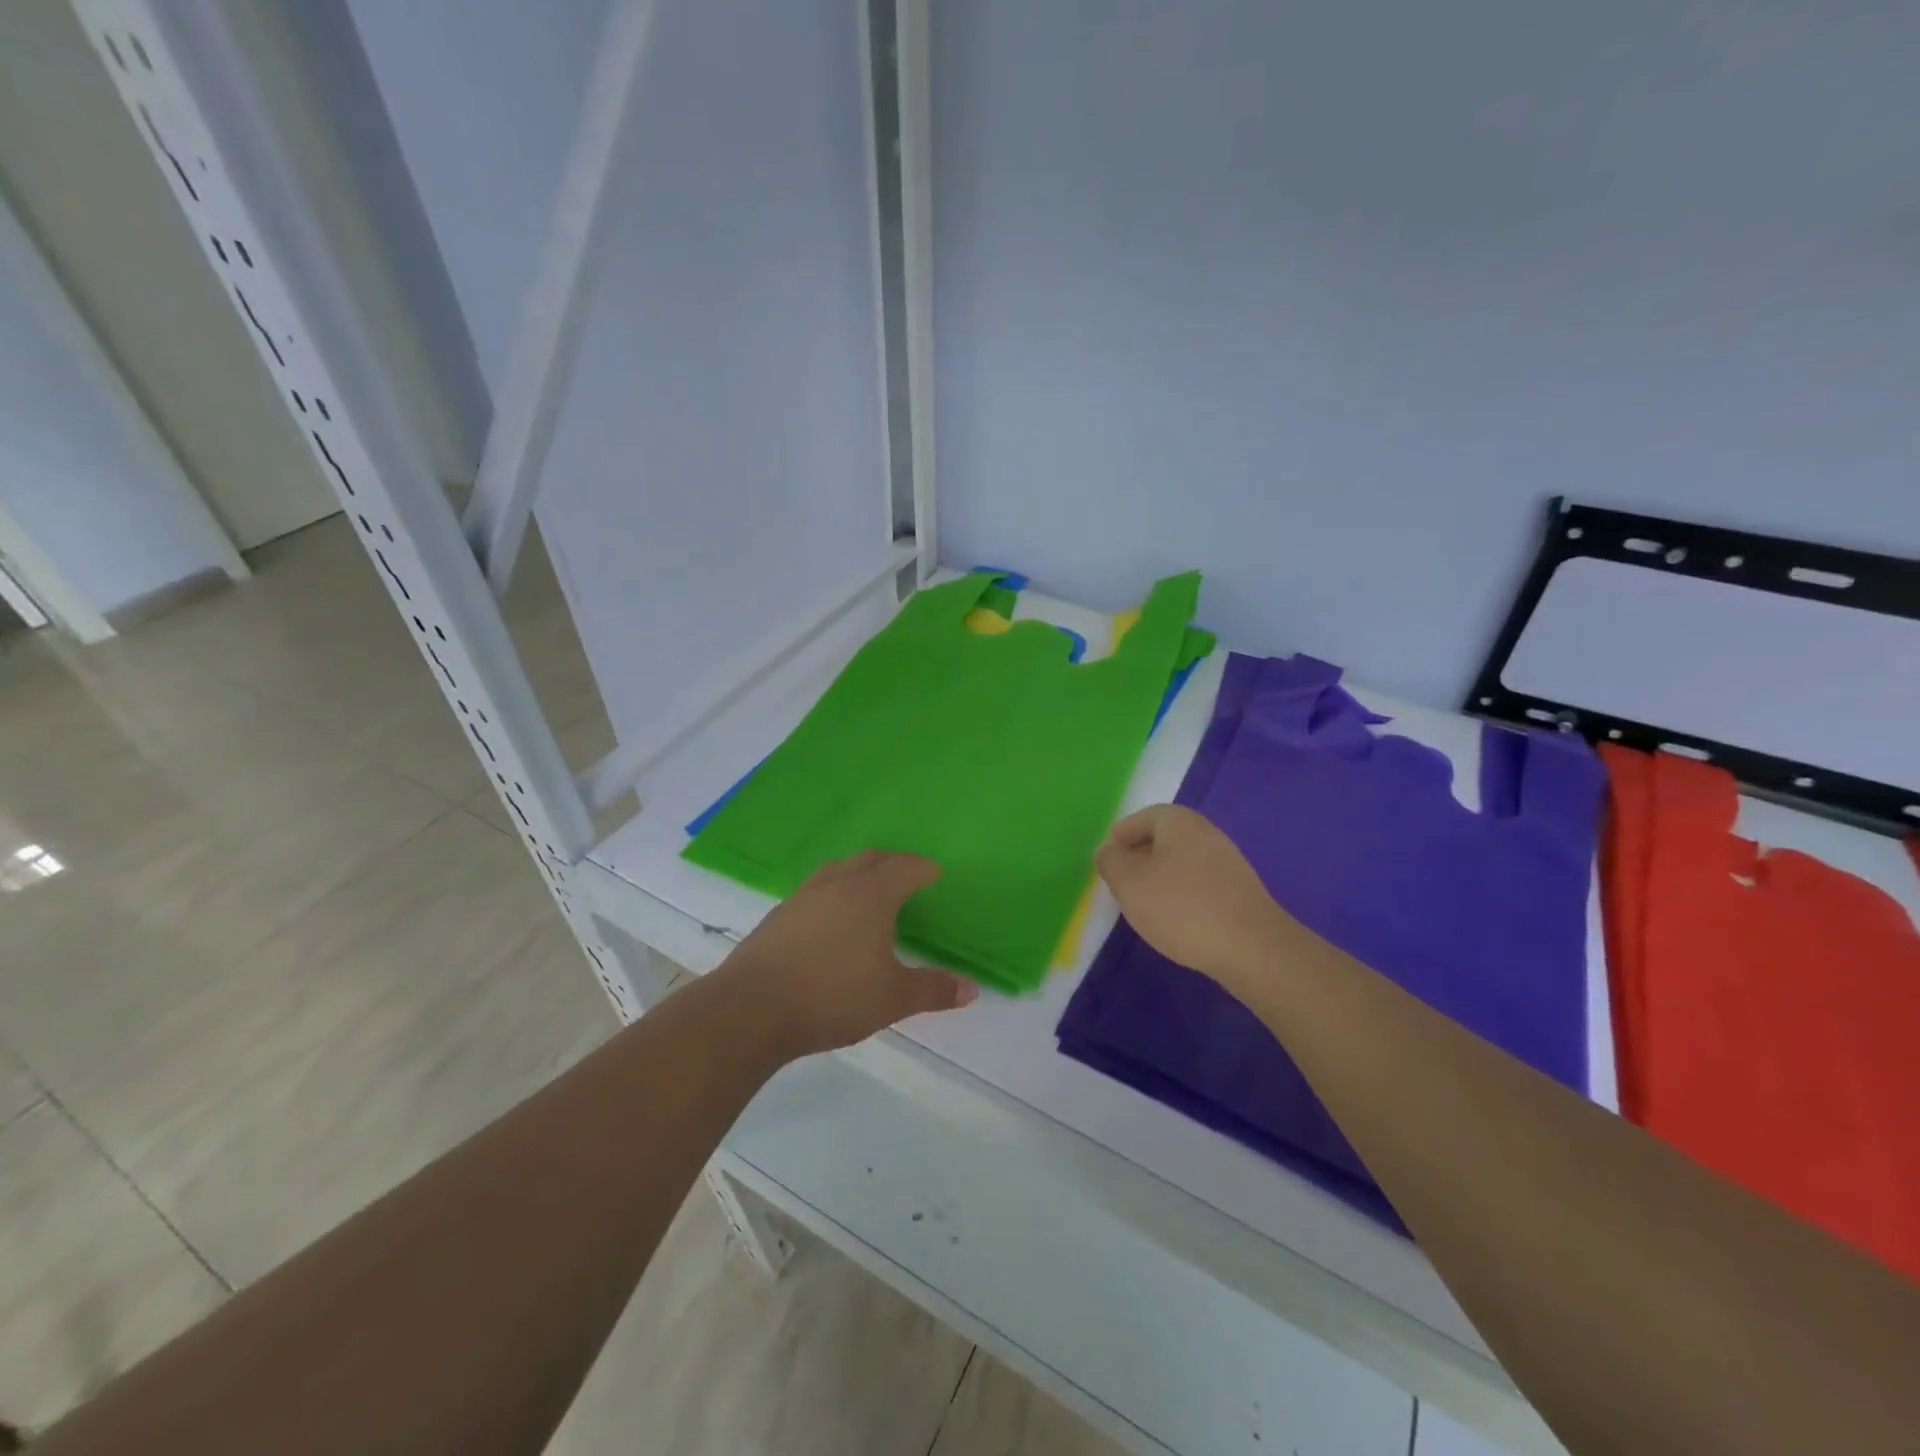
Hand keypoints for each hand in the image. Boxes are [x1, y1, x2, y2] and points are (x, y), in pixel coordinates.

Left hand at [720, 851, 977, 1056]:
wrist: (751, 1008)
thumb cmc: (832, 996)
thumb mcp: (892, 998)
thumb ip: (933, 990)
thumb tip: (972, 989)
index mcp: (871, 895)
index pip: (904, 868)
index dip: (923, 868)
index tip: (935, 873)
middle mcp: (837, 885)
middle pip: (870, 859)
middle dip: (892, 863)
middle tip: (907, 876)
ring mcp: (802, 897)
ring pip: (837, 870)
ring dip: (858, 872)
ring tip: (868, 892)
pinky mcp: (778, 916)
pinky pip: (814, 891)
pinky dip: (832, 893)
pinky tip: (829, 921)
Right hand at [1095, 805, 1288, 988]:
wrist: (1252, 947)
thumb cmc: (1181, 907)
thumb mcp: (1129, 882)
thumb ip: (1111, 862)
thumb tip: (1109, 852)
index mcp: (1179, 821)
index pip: (1143, 817)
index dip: (1122, 836)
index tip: (1108, 858)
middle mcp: (1207, 833)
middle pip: (1164, 838)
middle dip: (1140, 856)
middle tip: (1122, 881)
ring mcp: (1228, 862)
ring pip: (1182, 862)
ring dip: (1161, 877)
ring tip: (1145, 904)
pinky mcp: (1240, 891)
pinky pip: (1200, 883)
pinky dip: (1183, 894)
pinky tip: (1176, 919)